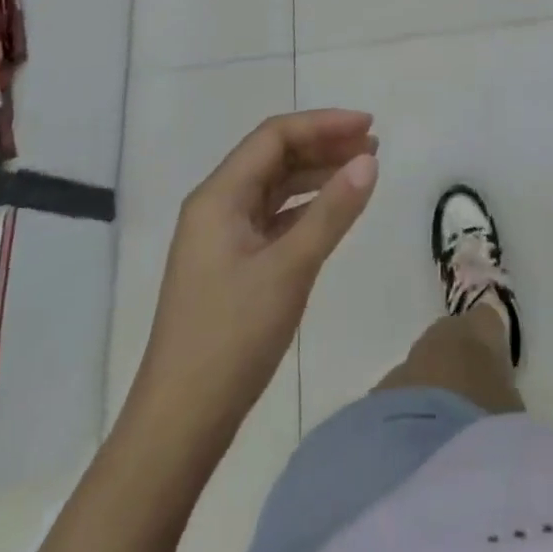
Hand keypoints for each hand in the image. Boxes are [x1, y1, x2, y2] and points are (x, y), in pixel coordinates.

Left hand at [139, 111, 378, 431]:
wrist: (179, 427)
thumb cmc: (231, 338)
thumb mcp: (289, 268)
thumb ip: (332, 211)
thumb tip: (369, 160)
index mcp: (219, 196)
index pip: (275, 136)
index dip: (323, 124)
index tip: (368, 126)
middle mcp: (217, 206)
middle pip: (274, 156)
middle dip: (323, 145)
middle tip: (373, 147)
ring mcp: (222, 238)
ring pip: (275, 187)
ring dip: (317, 174)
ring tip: (362, 171)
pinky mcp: (231, 265)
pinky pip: (274, 218)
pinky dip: (306, 207)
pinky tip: (333, 212)